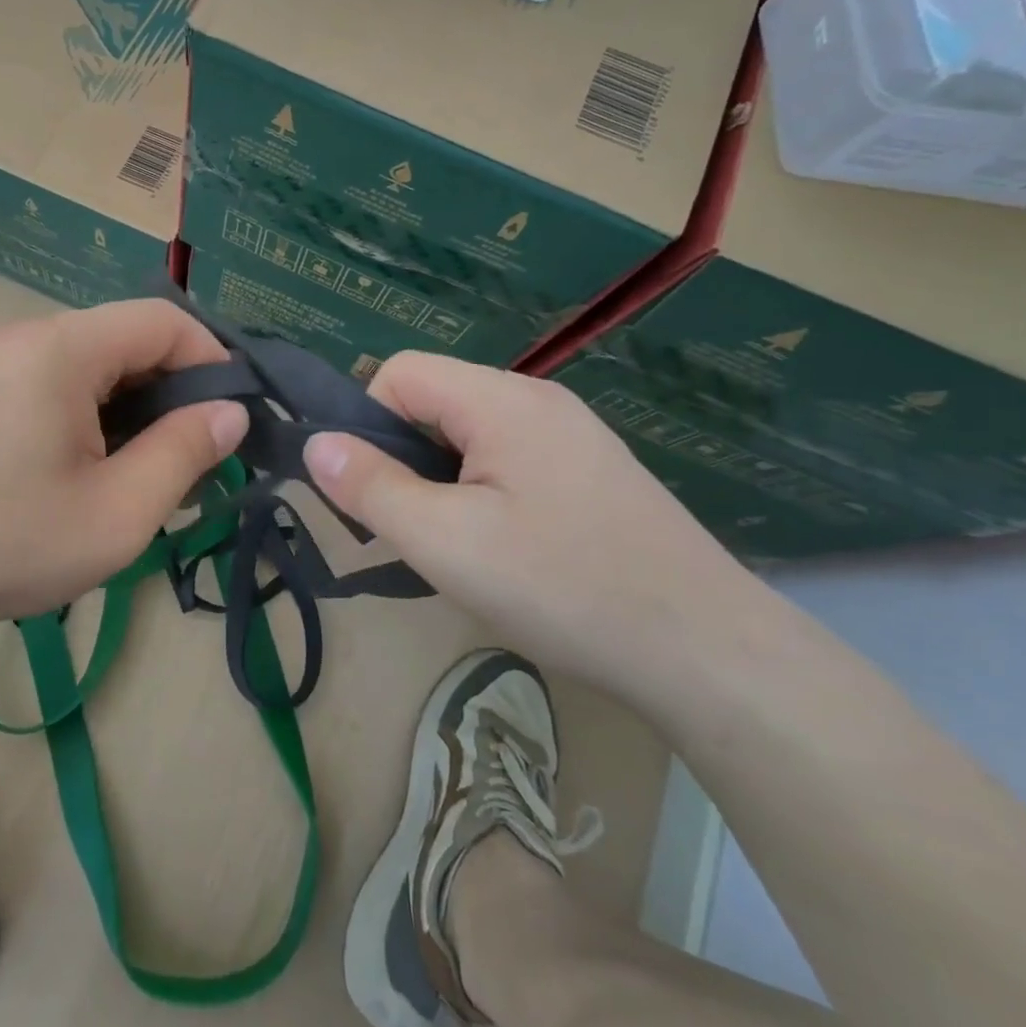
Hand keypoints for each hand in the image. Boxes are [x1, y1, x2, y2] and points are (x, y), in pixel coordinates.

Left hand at [0, 299, 248, 629]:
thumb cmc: (7, 543)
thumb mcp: (118, 512)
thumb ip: (185, 453)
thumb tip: (231, 413)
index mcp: (64, 349)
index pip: (165, 320)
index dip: (213, 361)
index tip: (233, 420)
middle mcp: (32, 338)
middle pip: (131, 339)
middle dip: (177, 391)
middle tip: (198, 459)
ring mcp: (3, 364)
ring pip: (99, 365)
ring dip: (139, 409)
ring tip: (152, 473)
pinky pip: (64, 385)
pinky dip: (100, 416)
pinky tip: (100, 472)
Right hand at [302, 351, 756, 686]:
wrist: (708, 653)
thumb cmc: (562, 587)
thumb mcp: (445, 541)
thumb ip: (371, 487)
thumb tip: (316, 444)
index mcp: (501, 400)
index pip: (400, 373)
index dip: (367, 423)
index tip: (372, 493)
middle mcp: (537, 400)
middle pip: (434, 401)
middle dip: (403, 458)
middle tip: (411, 530)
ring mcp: (570, 435)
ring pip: (468, 435)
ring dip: (440, 480)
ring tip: (455, 546)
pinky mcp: (590, 472)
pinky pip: (508, 460)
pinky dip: (481, 493)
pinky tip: (503, 550)